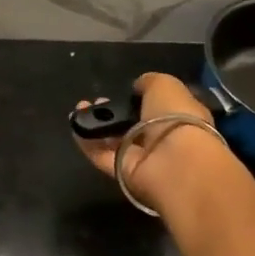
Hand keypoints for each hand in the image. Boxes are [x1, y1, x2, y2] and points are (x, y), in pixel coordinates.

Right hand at [73, 72, 247, 216]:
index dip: (138, 99)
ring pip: (114, 140)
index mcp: (179, 118)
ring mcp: (142, 158)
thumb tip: (138, 87)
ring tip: (80, 108)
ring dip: (96, 124)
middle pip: (131, 125)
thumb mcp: (165, 85)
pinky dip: (86, 141)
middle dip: (113, 111)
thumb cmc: (175, 118)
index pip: (157, 108)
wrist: (175, 162)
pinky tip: (75, 124)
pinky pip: (101, 155)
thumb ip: (149, 82)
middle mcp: (161, 139)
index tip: (123, 91)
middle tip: (96, 101)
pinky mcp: (123, 172)